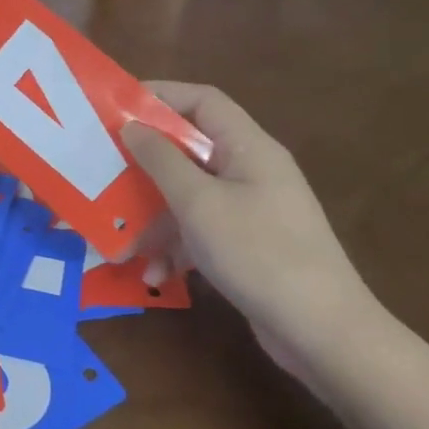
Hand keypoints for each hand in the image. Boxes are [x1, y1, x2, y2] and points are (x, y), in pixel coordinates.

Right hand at [122, 83, 384, 362]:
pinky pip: (201, 229)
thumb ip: (161, 159)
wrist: (323, 333)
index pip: (202, 100)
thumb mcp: (199, 203)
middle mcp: (251, 170)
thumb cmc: (258, 253)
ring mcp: (252, 208)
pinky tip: (154, 272)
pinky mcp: (248, 243)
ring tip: (119, 235)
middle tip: (104, 167)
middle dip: (146, 161)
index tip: (115, 107)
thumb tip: (131, 125)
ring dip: (154, 212)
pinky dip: (176, 245)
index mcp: (249, 147)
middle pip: (190, 147)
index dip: (159, 95)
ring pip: (190, 193)